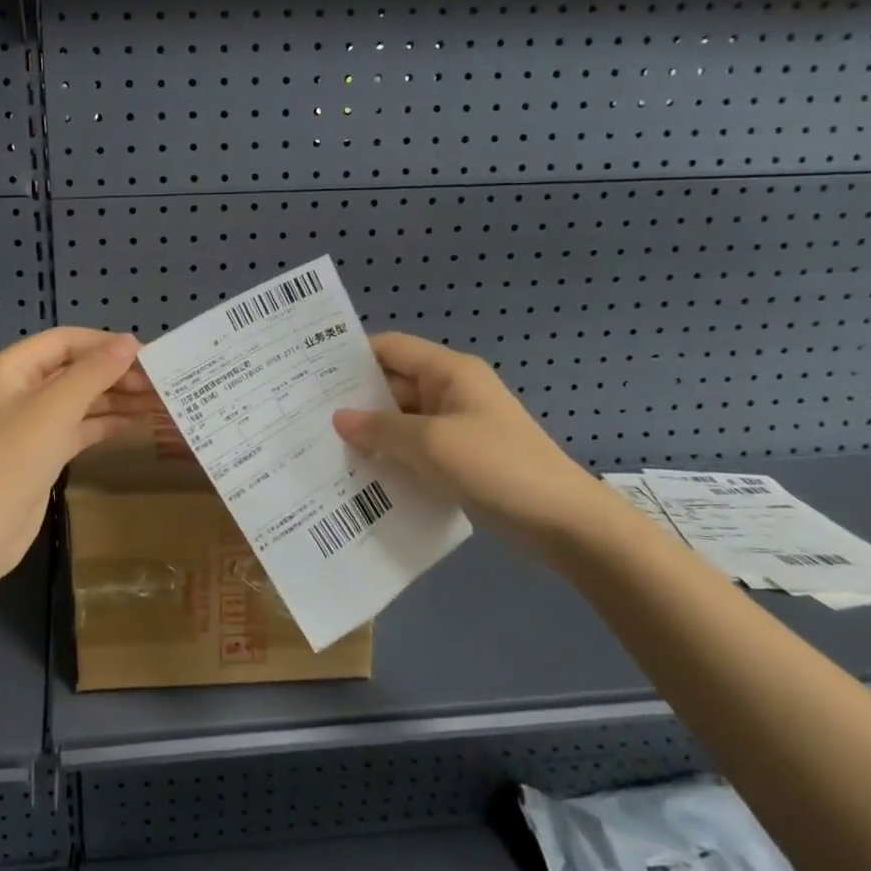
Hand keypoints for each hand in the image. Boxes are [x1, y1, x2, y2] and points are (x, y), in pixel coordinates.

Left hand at [0, 327, 154, 584]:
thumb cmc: (12, 459)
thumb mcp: (55, 408)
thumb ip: (94, 372)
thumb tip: (129, 342)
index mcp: (11, 368)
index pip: (64, 341)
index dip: (104, 343)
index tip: (147, 353)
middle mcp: (19, 390)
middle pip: (73, 369)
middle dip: (115, 373)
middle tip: (160, 382)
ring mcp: (29, 424)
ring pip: (79, 400)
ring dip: (115, 399)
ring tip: (159, 401)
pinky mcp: (41, 453)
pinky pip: (77, 428)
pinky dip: (105, 424)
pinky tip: (136, 424)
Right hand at [331, 333, 614, 547]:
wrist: (564, 522)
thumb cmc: (498, 467)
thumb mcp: (431, 444)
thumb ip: (381, 429)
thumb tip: (339, 419)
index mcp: (449, 372)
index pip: (390, 348)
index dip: (352, 356)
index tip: (310, 373)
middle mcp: (451, 391)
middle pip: (392, 383)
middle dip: (354, 399)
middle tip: (306, 414)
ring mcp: (456, 426)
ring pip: (401, 419)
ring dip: (370, 432)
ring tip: (323, 445)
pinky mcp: (459, 457)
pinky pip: (415, 447)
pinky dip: (390, 455)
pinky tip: (360, 472)